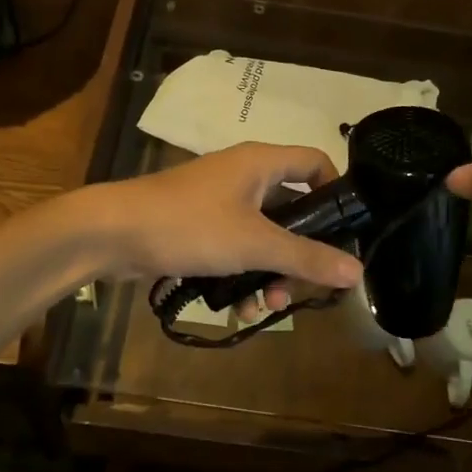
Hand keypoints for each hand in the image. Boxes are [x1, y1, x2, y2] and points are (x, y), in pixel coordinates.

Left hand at [74, 143, 362, 317]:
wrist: (114, 232)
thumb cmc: (190, 225)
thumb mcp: (254, 244)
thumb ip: (306, 257)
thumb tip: (358, 271)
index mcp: (262, 163)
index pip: (316, 163)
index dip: (337, 193)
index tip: (346, 234)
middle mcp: (245, 176)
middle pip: (293, 209)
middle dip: (300, 253)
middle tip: (304, 287)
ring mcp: (221, 202)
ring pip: (264, 236)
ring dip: (271, 272)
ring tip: (266, 305)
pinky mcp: (201, 227)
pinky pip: (237, 249)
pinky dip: (243, 274)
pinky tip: (238, 309)